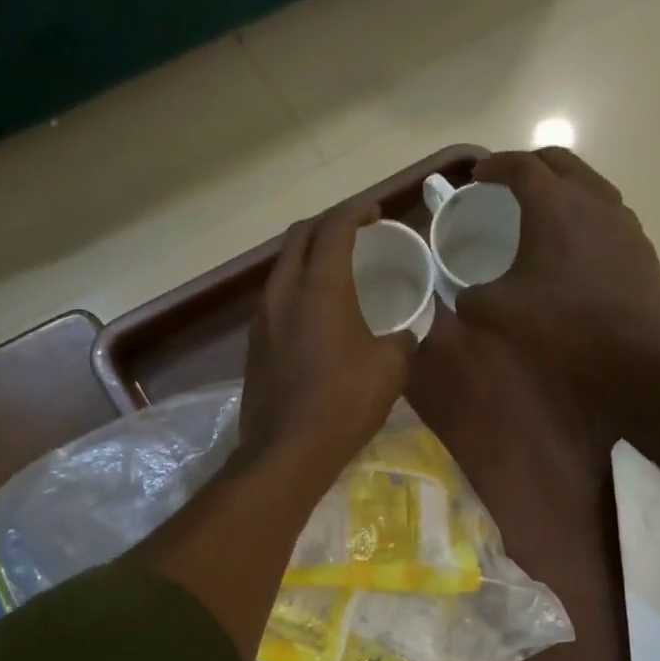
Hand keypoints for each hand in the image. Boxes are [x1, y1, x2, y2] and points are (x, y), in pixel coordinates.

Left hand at [238, 197, 414, 477]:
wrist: (287, 449)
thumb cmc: (345, 403)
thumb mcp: (391, 369)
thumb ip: (402, 340)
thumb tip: (405, 336)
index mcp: (321, 286)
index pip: (335, 226)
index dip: (357, 211)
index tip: (376, 213)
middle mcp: (284, 290)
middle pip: (299, 235)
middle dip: (327, 224)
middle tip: (354, 233)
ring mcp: (263, 316)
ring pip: (282, 266)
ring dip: (308, 256)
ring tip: (335, 269)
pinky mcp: (254, 342)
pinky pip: (275, 297)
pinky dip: (296, 287)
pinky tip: (315, 312)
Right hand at [458, 148, 659, 387]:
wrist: (637, 350)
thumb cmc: (563, 322)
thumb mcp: (499, 313)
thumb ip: (471, 298)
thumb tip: (466, 297)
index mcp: (553, 203)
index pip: (520, 165)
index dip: (495, 165)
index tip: (478, 174)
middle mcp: (591, 198)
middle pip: (559, 161)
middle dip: (530, 165)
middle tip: (508, 184)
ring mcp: (622, 219)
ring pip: (588, 183)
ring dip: (562, 187)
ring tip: (543, 212)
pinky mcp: (640, 244)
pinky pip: (607, 213)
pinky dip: (584, 214)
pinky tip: (575, 246)